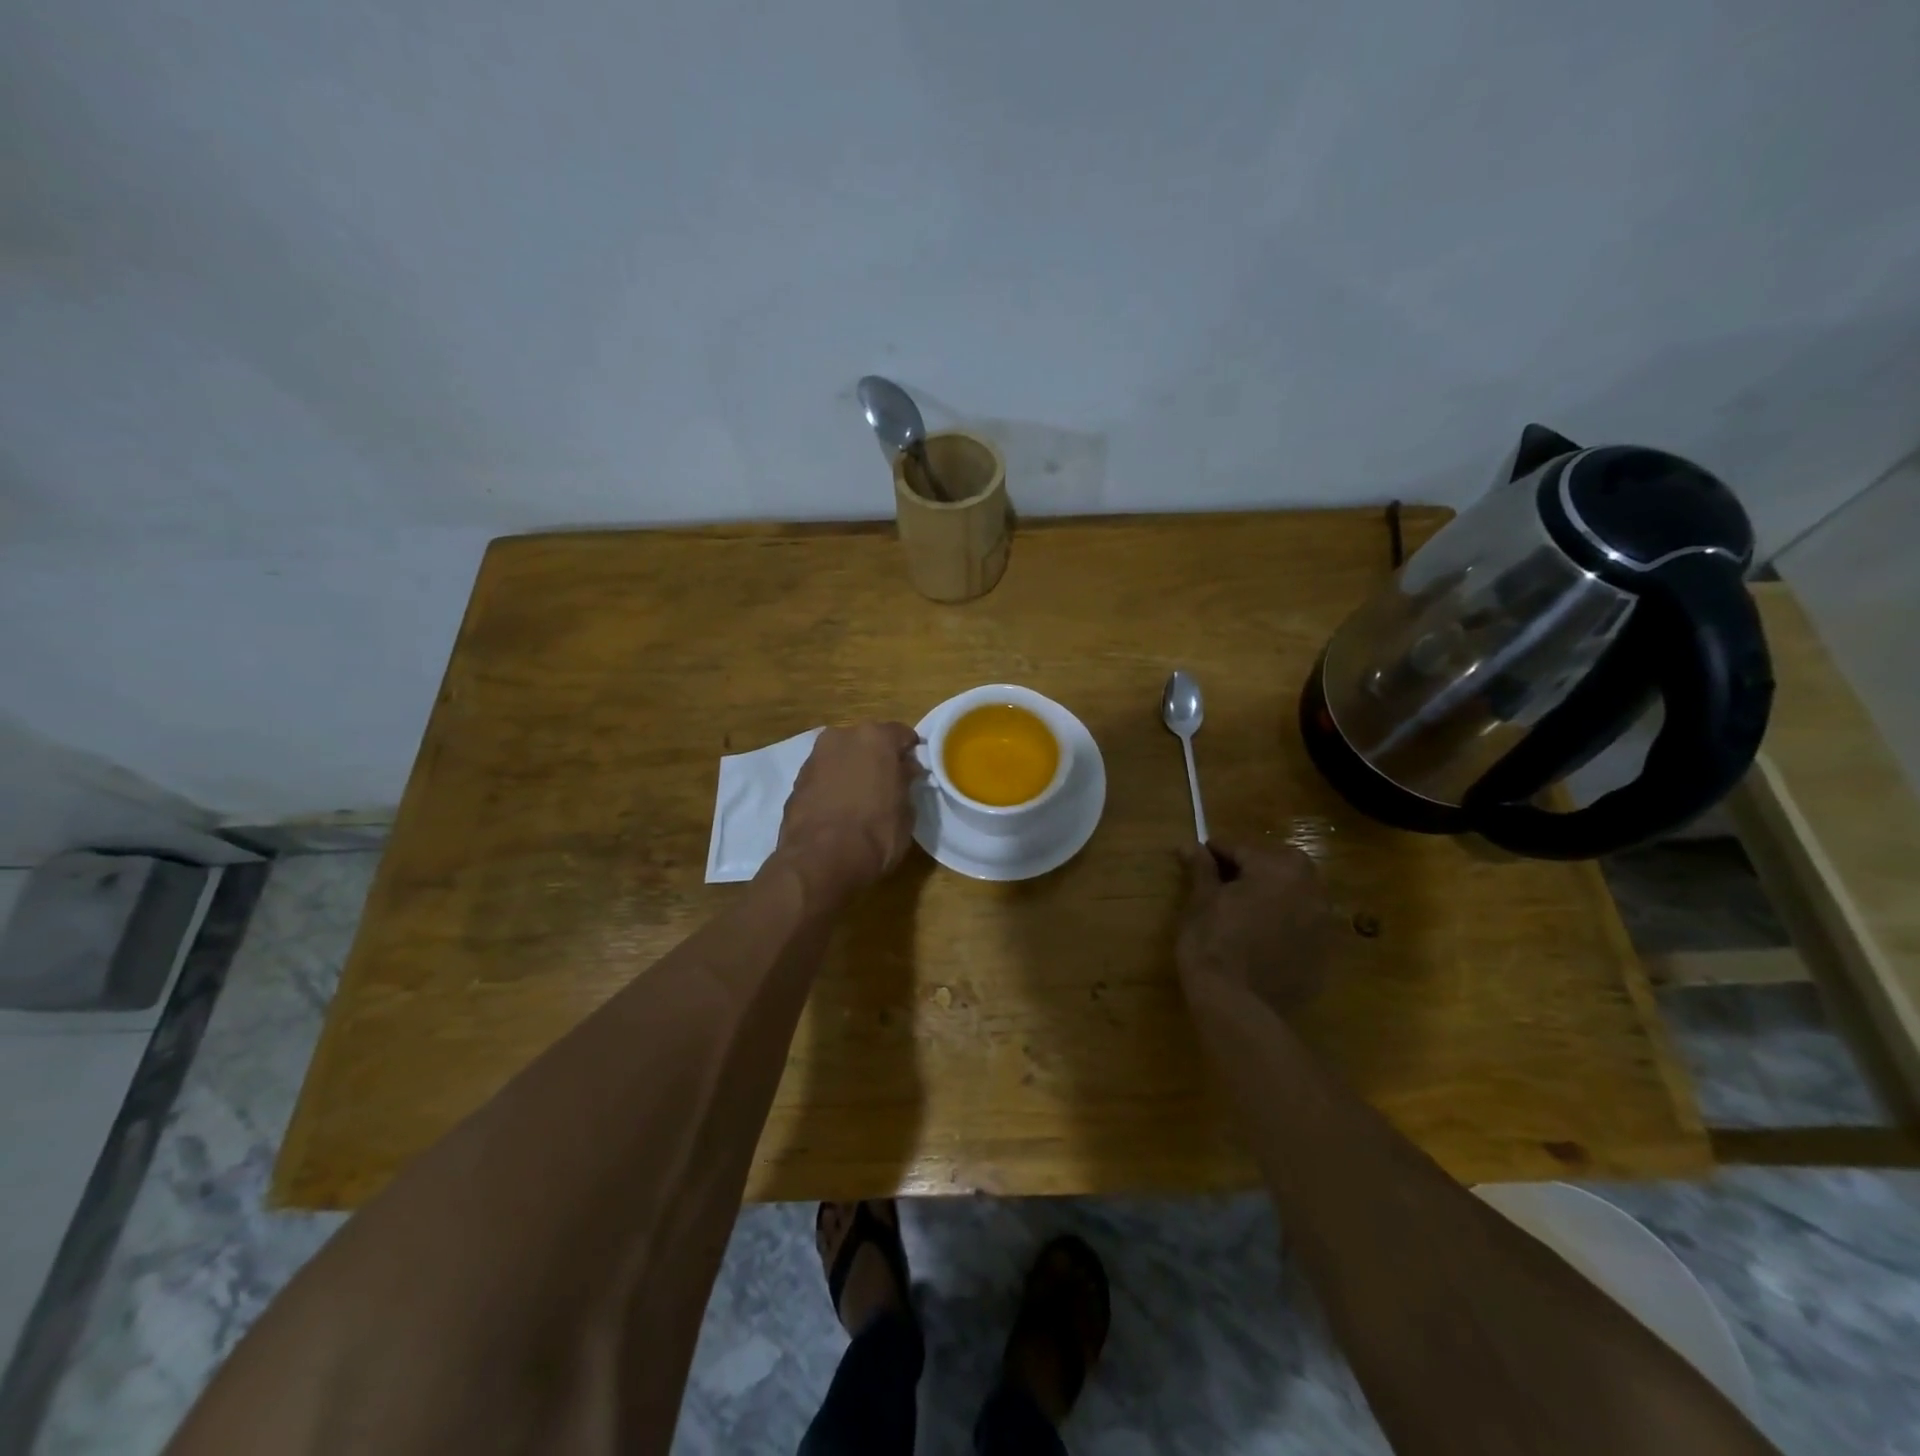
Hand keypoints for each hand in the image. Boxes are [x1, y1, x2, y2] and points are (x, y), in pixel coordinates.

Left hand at [773, 722, 923, 904]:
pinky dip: (832, 785)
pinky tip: (839, 809)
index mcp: (875, 737)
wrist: (820, 860)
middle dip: (878, 758)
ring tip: (861, 798)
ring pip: (842, 756)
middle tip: (888, 784)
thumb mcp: (906, 811)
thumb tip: (904, 771)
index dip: (910, 752)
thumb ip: (905, 783)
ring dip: (852, 770)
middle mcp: (842, 737)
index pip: (902, 734)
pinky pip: (824, 776)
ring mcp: (815, 757)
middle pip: (868, 741)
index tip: (915, 771)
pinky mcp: (796, 780)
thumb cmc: (875, 833)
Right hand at [1176, 839, 1335, 1017]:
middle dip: (1252, 867)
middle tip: (1222, 880)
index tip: (1199, 854)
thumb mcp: (1201, 901)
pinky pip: (1301, 925)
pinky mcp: (1324, 954)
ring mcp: (1322, 924)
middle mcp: (1310, 890)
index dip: (1217, 850)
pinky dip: (1283, 922)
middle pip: (1278, 865)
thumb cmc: (1212, 942)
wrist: (1236, 1005)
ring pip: (1294, 894)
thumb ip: (1202, 869)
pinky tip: (1259, 936)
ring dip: (1272, 893)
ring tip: (1242, 907)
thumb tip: (1191, 846)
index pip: (1243, 848)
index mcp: (1279, 869)